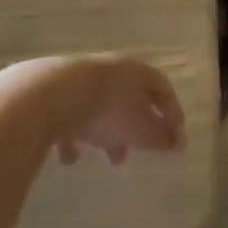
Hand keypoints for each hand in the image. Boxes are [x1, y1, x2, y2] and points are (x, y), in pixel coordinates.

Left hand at [0, 56, 184, 165]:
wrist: (49, 96)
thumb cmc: (107, 111)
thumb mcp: (141, 129)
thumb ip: (162, 137)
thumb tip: (178, 142)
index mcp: (134, 71)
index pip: (161, 86)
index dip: (171, 111)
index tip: (175, 137)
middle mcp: (108, 69)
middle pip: (128, 96)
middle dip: (134, 126)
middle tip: (135, 152)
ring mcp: (78, 78)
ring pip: (98, 106)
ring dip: (104, 132)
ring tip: (104, 158)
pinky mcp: (51, 92)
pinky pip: (68, 115)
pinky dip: (72, 135)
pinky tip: (68, 157)